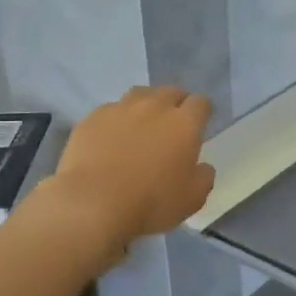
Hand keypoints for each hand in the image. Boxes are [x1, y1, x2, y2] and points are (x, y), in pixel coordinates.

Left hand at [49, 86, 215, 248]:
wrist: (92, 203)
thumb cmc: (150, 202)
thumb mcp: (192, 199)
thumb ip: (204, 177)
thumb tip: (203, 167)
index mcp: (184, 124)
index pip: (201, 103)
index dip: (203, 110)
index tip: (201, 122)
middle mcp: (155, 107)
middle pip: (171, 91)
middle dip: (177, 102)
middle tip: (174, 122)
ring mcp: (121, 109)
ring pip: (141, 94)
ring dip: (148, 103)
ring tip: (144, 121)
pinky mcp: (93, 118)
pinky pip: (112, 110)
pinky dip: (118, 118)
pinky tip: (113, 136)